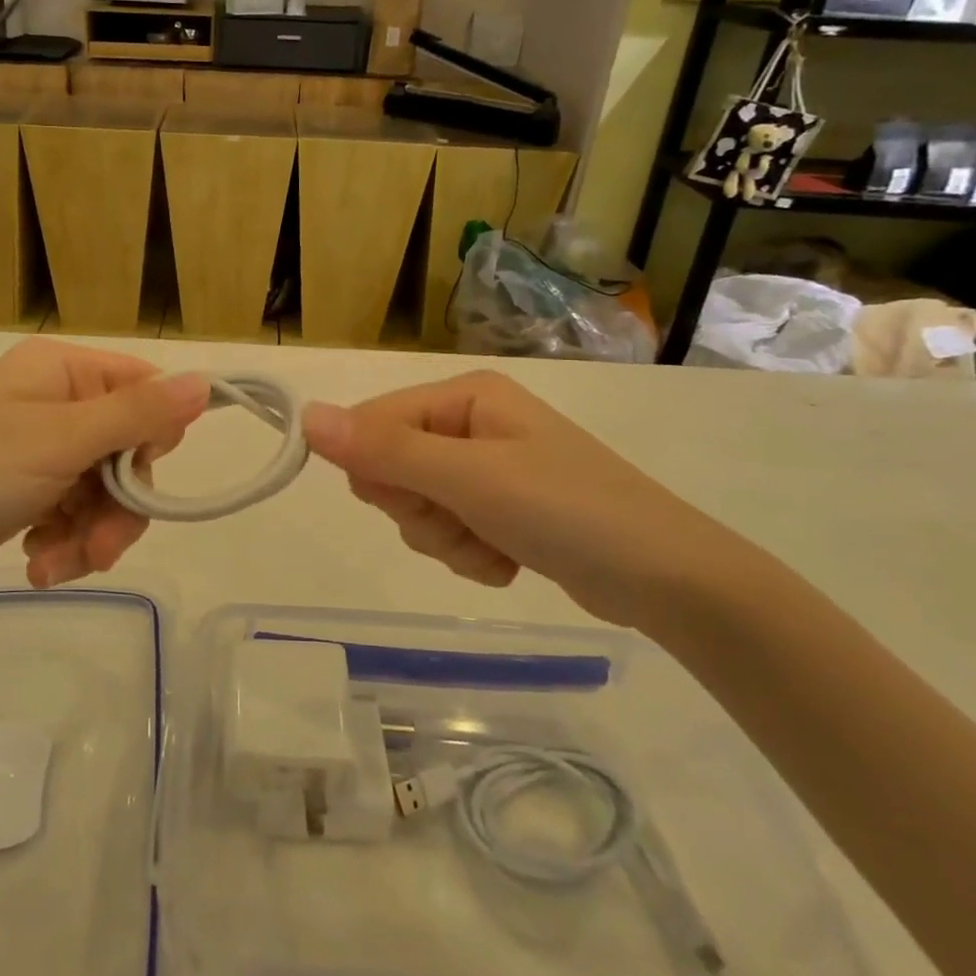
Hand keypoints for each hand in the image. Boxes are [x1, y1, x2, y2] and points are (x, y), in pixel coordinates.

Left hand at [0, 340, 206, 615]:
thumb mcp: (61, 442)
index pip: (140, 387)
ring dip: (92, 533)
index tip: (142, 475)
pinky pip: (71, 513)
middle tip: (102, 546)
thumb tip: (205, 382)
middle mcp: (49, 401)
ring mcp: (33, 450)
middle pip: (124, 447)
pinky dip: (65, 542)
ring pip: (101, 489)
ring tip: (56, 565)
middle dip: (118, 504)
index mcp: (58, 370)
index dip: (152, 434)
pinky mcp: (20, 494)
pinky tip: (40, 565)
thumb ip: (138, 414)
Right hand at [302, 371, 755, 630]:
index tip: (418, 500)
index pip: (374, 422)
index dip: (379, 470)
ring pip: (418, 507)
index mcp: (463, 396)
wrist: (669, 580)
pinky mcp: (502, 509)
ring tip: (496, 546)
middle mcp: (471, 422)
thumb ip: (384, 450)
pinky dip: (471, 554)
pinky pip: (450, 531)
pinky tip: (510, 560)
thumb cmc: (567, 510)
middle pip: (393, 467)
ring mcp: (488, 468)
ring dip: (448, 539)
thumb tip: (307, 415)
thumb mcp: (468, 478)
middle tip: (467, 520)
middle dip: (421, 509)